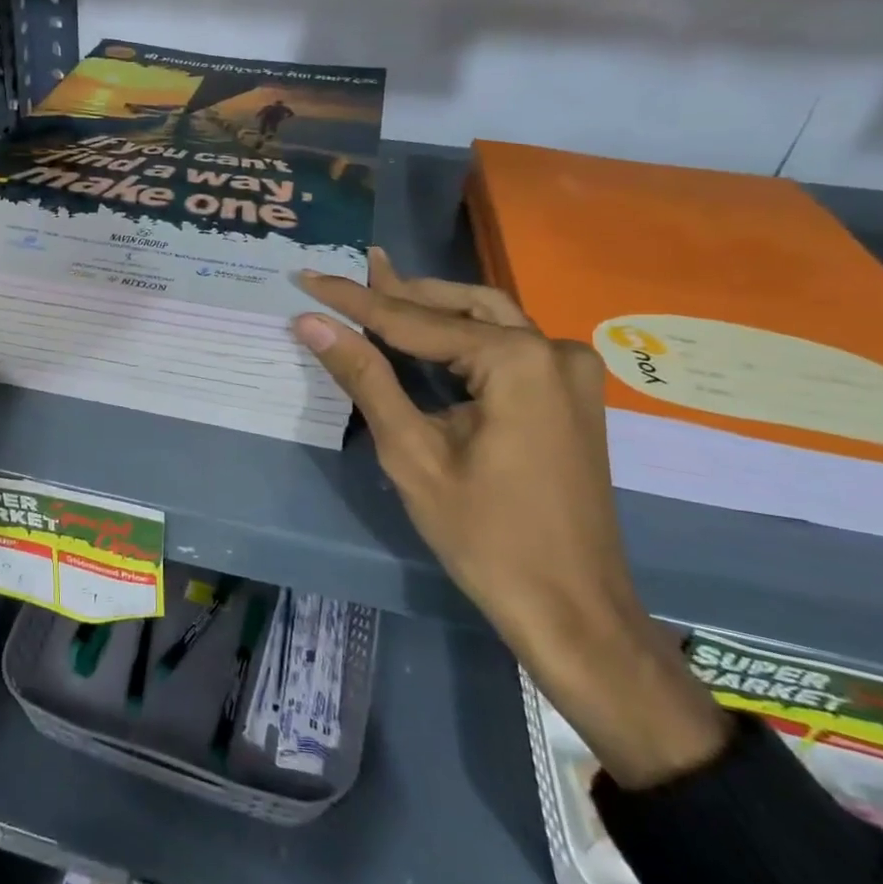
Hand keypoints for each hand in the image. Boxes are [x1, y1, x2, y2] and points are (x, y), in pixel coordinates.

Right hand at [292, 249, 728, 787]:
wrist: (572, 610)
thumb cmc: (485, 537)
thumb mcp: (412, 453)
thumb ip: (365, 377)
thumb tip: (312, 324)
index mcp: (516, 360)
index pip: (414, 320)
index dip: (355, 300)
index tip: (309, 275)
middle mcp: (552, 349)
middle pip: (460, 305)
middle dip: (399, 291)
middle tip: (347, 273)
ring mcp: (571, 371)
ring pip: (489, 318)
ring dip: (432, 308)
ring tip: (379, 291)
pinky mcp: (573, 394)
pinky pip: (509, 345)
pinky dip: (463, 335)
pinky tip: (428, 336)